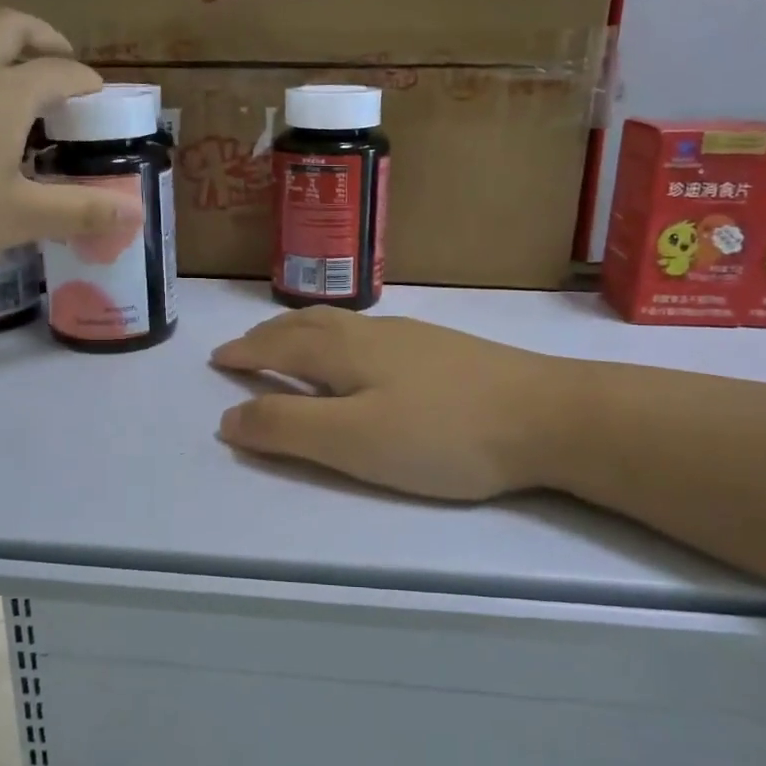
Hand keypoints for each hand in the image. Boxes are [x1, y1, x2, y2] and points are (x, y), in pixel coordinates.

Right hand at [211, 308, 566, 500]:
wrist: (547, 415)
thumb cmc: (442, 433)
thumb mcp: (354, 441)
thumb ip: (287, 430)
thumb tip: (228, 419)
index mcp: (344, 352)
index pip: (279, 345)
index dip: (245, 353)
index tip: (217, 359)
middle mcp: (373, 333)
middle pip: (308, 325)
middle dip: (269, 335)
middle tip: (245, 348)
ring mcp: (413, 338)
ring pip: (341, 325)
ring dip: (303, 332)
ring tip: (291, 344)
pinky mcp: (444, 350)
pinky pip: (369, 333)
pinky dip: (339, 339)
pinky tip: (360, 354)